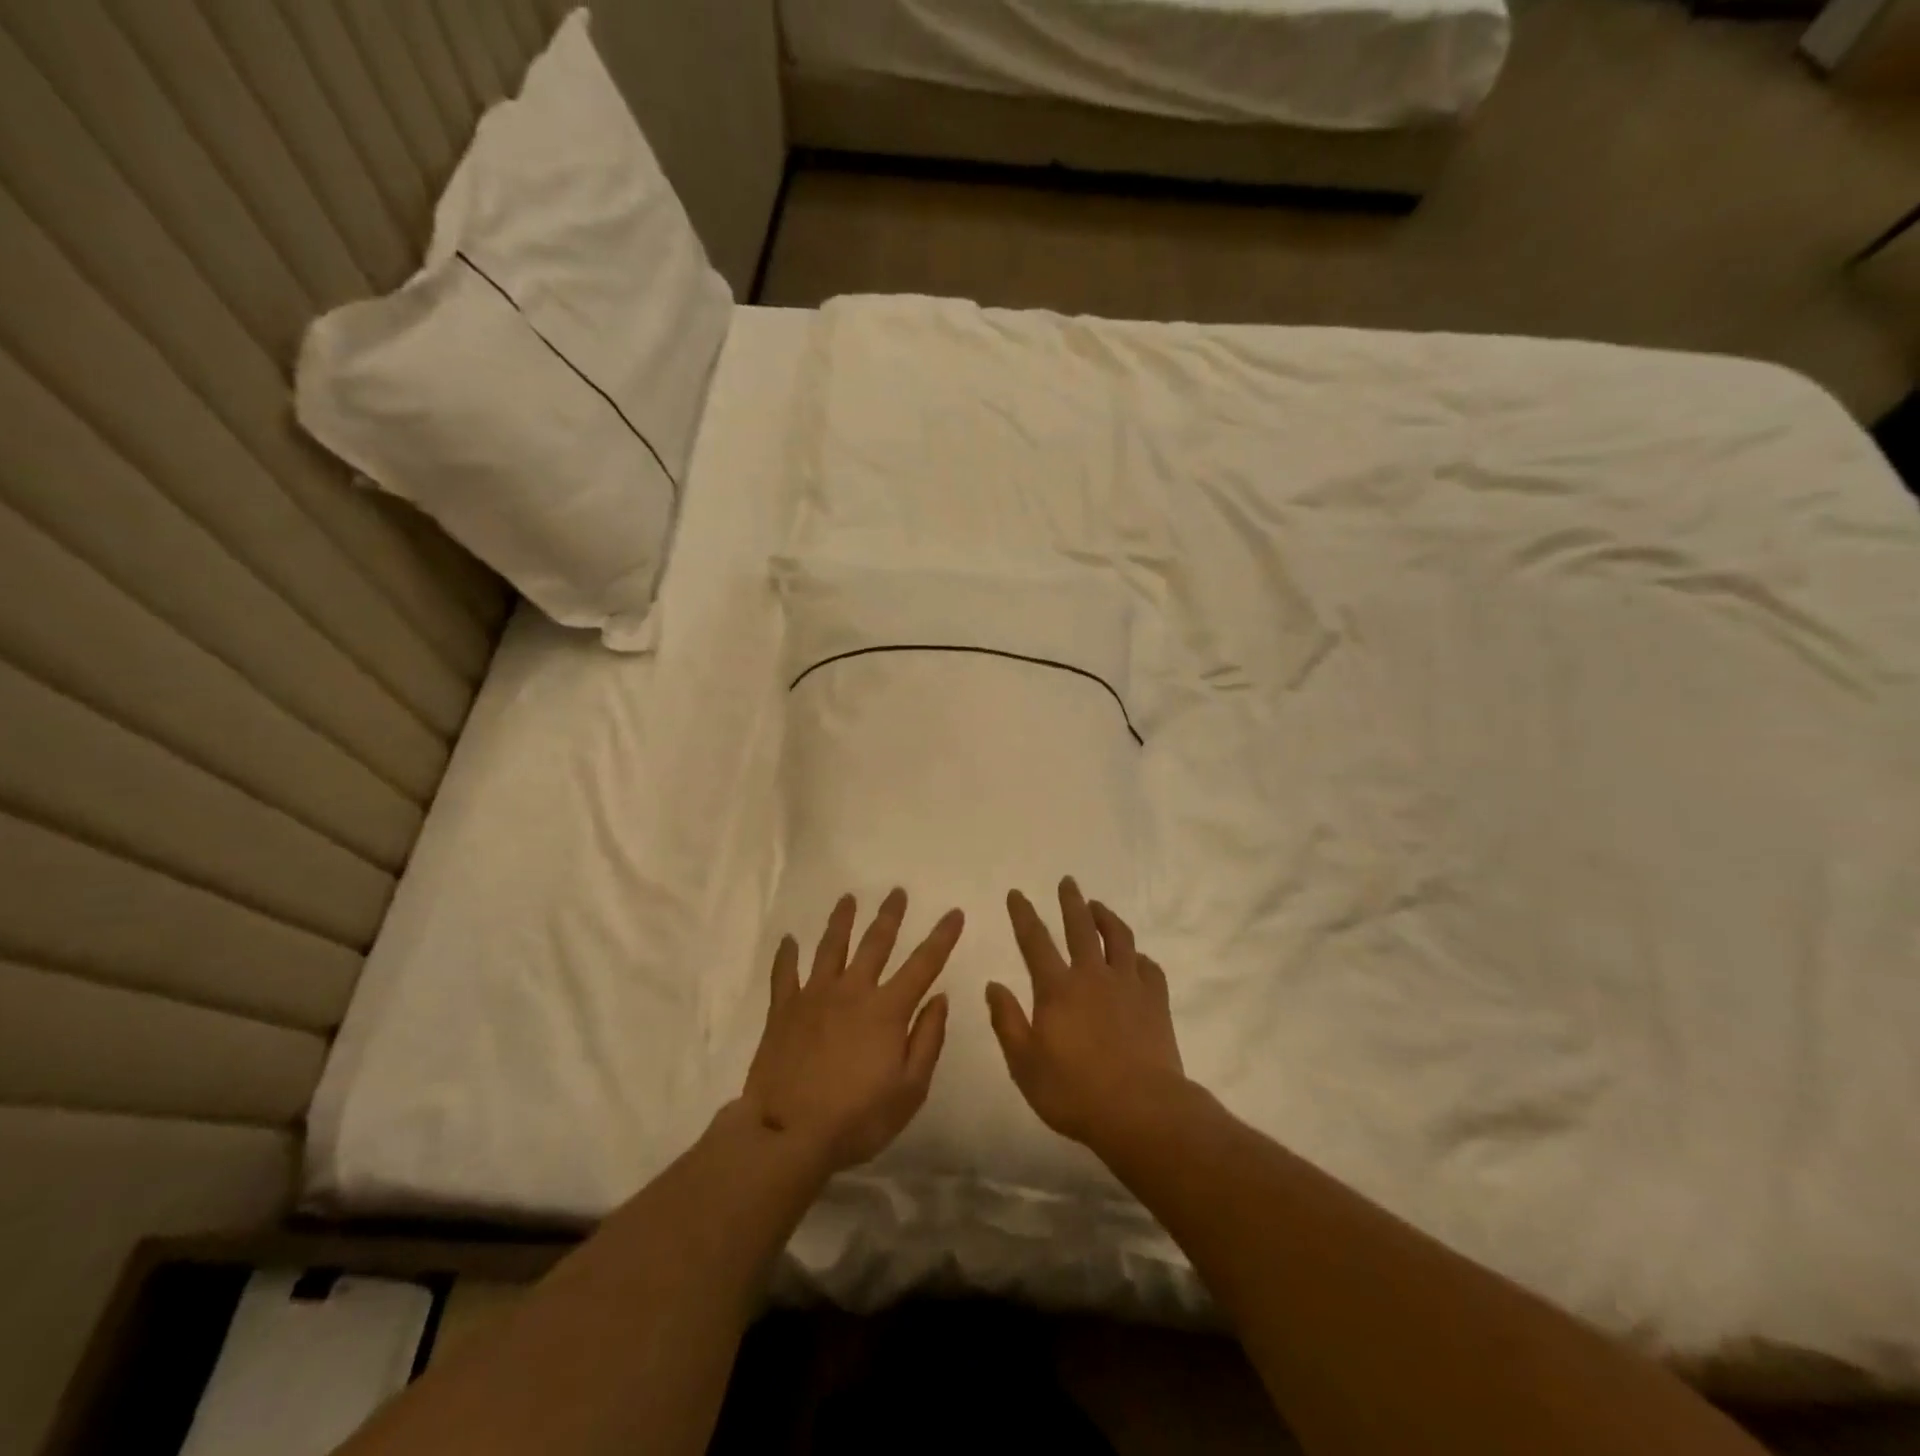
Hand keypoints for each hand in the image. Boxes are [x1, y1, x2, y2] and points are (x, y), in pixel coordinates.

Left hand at [743, 889, 962, 1173]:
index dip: (942, 937)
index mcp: (887, 1009)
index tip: (954, 912)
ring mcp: (814, 996)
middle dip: (890, 915)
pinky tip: (788, 940)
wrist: (788, 1133)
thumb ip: (928, 1039)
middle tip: (897, 891)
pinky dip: (787, 955)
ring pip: (831, 947)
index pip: (923, 964)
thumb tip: (940, 998)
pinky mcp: (784, 1009)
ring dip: (841, 920)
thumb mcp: (910, 1090)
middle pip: (875, 943)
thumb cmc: (857, 1118)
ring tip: (848, 898)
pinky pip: (785, 973)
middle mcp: (853, 990)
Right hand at [987, 877, 1186, 1149]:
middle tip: (1068, 881)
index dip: (1023, 914)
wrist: (1141, 1111)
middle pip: (1080, 927)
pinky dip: (1139, 957)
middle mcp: (1092, 976)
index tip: (1016, 893)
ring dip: (1106, 917)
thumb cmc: (1074, 1091)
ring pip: (1118, 938)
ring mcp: (1128, 985)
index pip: (1034, 941)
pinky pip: (1149, 967)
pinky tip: (1136, 958)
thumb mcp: (1024, 1064)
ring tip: (1098, 906)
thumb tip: (993, 985)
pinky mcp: (1155, 1001)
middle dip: (1071, 901)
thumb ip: (1007, 1021)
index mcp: (1057, 989)